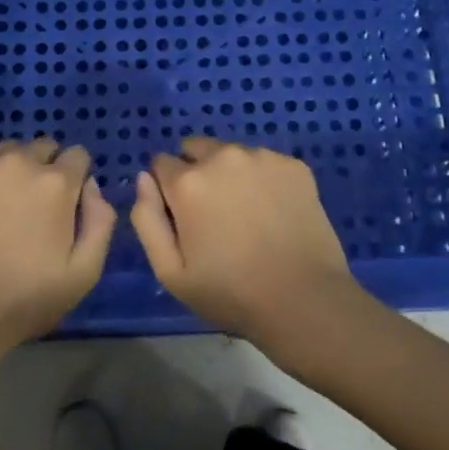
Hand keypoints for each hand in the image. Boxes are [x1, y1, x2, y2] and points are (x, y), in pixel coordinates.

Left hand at [0, 138, 116, 364]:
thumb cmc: (25, 298)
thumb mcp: (84, 273)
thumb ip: (101, 221)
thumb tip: (91, 187)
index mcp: (56, 182)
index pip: (79, 155)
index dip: (77, 179)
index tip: (68, 207)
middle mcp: (19, 162)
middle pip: (44, 147)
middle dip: (48, 169)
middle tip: (37, 208)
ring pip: (10, 151)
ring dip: (16, 170)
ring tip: (6, 207)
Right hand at [130, 138, 360, 347]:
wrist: (304, 300)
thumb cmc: (230, 292)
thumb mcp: (170, 272)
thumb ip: (146, 219)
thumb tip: (144, 179)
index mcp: (189, 181)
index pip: (160, 164)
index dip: (167, 191)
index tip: (182, 218)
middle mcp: (223, 156)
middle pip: (195, 149)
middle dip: (196, 173)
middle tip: (214, 214)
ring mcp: (262, 157)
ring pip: (232, 154)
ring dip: (230, 174)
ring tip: (248, 216)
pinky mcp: (294, 165)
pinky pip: (265, 163)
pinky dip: (263, 180)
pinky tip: (274, 213)